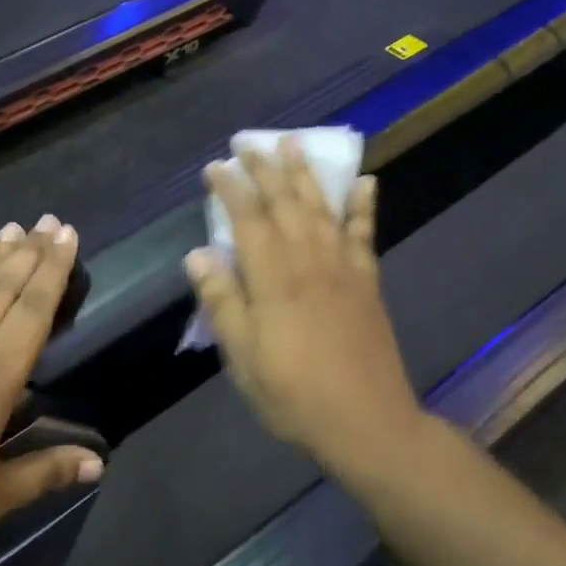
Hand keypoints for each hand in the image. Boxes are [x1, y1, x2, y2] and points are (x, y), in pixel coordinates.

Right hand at [184, 140, 424, 477]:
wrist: (367, 422)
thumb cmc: (294, 395)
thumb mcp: (243, 358)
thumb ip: (222, 302)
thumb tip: (198, 255)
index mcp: (273, 278)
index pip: (247, 219)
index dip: (231, 188)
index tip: (216, 166)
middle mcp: (308, 260)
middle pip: (284, 203)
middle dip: (264, 169)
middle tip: (248, 143)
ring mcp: (342, 267)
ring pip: (321, 207)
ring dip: (305, 173)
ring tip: (293, 143)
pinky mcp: (367, 281)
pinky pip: (364, 233)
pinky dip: (364, 205)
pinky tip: (365, 181)